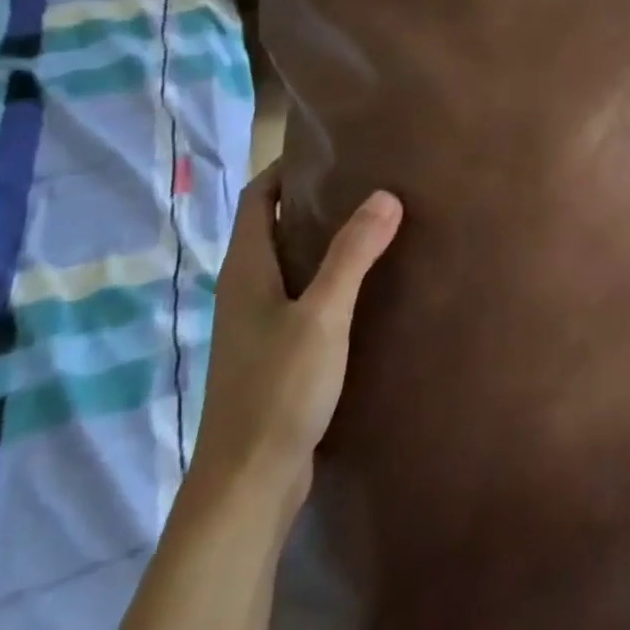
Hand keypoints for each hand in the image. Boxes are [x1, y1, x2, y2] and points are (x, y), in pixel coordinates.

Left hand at [191, 163, 402, 507]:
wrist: (248, 483)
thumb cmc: (279, 390)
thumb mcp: (323, 316)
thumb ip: (352, 255)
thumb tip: (385, 194)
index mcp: (246, 272)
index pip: (256, 199)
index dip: (285, 168)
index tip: (330, 146)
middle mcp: (245, 291)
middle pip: (272, 227)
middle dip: (312, 198)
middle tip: (367, 178)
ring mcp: (257, 325)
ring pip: (289, 263)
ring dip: (322, 238)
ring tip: (375, 221)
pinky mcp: (275, 352)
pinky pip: (301, 295)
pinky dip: (328, 275)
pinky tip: (366, 284)